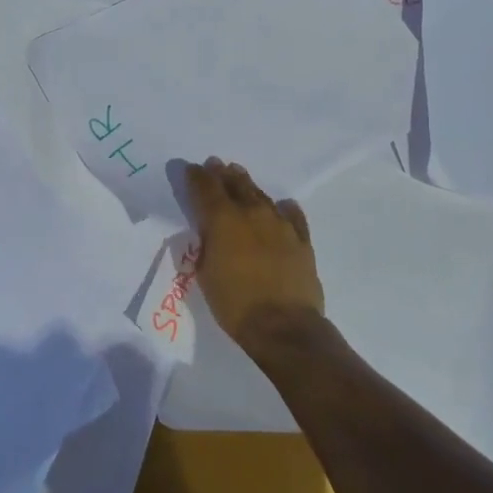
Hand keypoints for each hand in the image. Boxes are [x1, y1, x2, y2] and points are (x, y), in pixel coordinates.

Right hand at [183, 158, 324, 351]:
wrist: (284, 327)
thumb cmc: (235, 303)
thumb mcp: (205, 273)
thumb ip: (207, 244)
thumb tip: (209, 232)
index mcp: (223, 219)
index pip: (205, 187)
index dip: (196, 176)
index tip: (191, 169)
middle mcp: (251, 212)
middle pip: (235, 184)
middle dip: (222, 173)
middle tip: (216, 165)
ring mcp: (280, 224)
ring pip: (261, 195)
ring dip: (248, 185)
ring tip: (240, 176)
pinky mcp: (301, 240)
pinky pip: (292, 215)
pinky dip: (284, 209)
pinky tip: (283, 206)